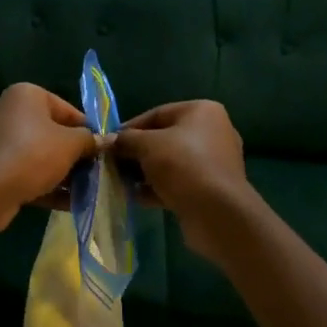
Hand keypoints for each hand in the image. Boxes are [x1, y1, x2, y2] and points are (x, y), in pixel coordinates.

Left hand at [0, 83, 97, 230]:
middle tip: (97, 171)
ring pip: (42, 156)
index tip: (103, 150)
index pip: (67, 110)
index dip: (88, 131)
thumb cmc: (34, 154)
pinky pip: (29, 172)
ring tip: (89, 190)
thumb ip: (89, 140)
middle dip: (76, 155)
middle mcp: (11, 112)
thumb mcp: (70, 144)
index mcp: (26, 95)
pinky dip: (48, 185)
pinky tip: (72, 203)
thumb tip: (106, 140)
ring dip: (65, 173)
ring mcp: (1, 141)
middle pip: (54, 133)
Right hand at [111, 101, 250, 251]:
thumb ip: (126, 140)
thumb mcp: (147, 145)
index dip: (130, 128)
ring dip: (145, 172)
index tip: (110, 143)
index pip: (157, 114)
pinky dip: (158, 188)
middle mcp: (212, 132)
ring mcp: (213, 163)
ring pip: (170, 162)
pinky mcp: (210, 189)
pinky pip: (178, 182)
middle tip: (112, 163)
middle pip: (163, 138)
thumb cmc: (183, 165)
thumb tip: (108, 141)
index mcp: (202, 112)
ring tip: (121, 182)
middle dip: (136, 152)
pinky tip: (136, 197)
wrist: (217, 213)